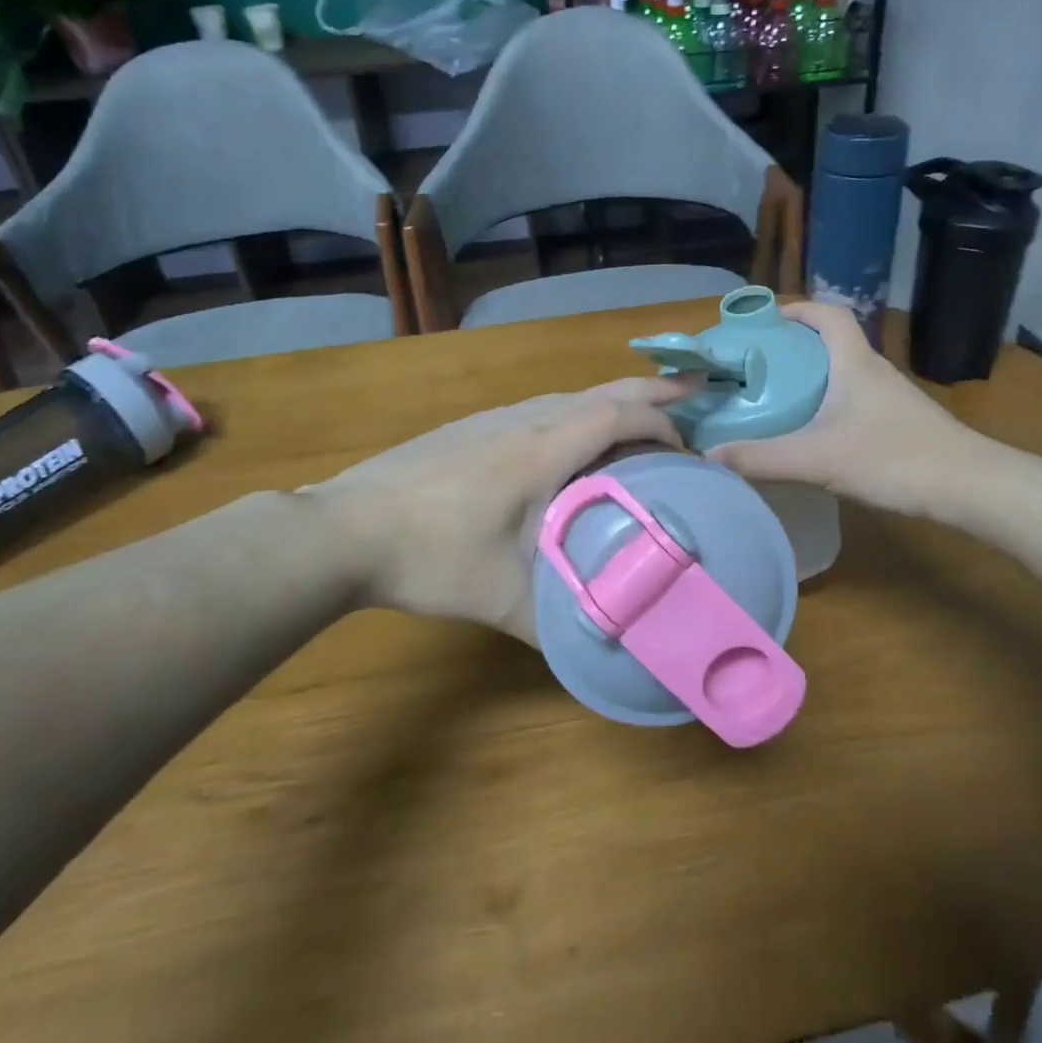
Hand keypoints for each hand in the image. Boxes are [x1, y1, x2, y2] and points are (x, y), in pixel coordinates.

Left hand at [307, 377, 691, 644]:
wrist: (345, 529)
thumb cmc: (430, 557)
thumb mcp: (502, 600)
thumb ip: (557, 626)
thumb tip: (603, 652)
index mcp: (543, 449)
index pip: (618, 416)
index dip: (662, 424)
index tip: (688, 453)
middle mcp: (524, 420)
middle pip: (602, 390)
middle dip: (655, 390)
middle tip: (697, 391)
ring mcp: (494, 418)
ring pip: (570, 396)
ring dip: (614, 402)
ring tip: (643, 423)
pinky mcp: (471, 427)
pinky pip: (543, 408)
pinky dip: (579, 413)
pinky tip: (573, 443)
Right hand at [706, 301, 974, 516]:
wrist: (969, 486)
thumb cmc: (893, 458)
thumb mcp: (817, 459)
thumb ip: (761, 458)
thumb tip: (708, 455)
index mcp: (854, 362)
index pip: (827, 313)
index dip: (797, 309)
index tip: (764, 321)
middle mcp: (873, 370)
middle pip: (831, 342)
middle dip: (794, 347)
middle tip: (758, 366)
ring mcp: (890, 398)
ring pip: (843, 373)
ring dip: (812, 377)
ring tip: (776, 398)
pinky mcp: (899, 423)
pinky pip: (855, 400)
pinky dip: (829, 404)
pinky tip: (814, 434)